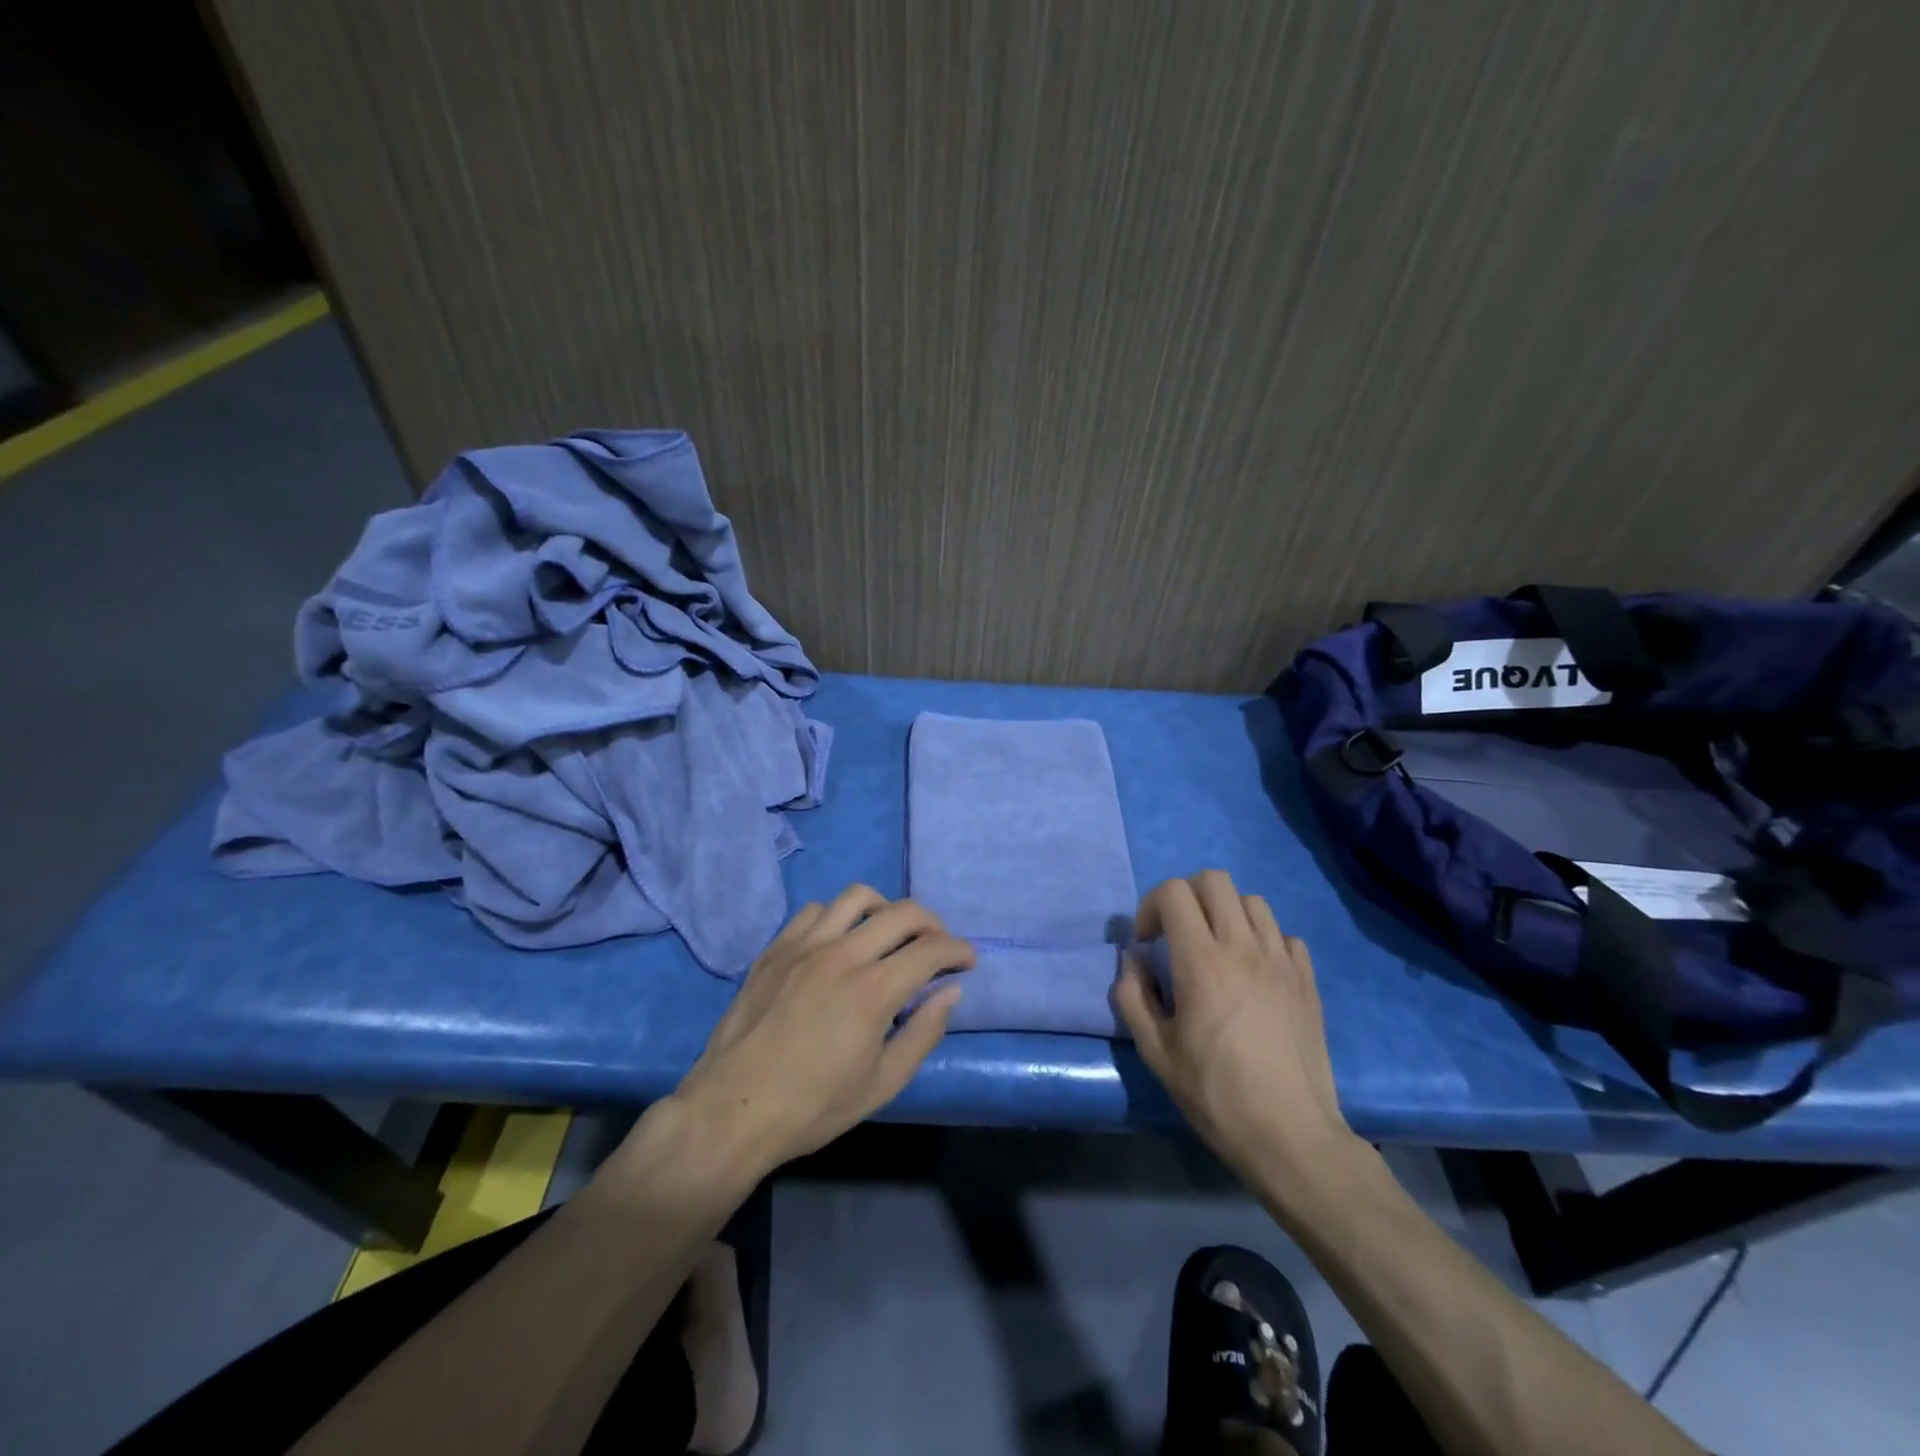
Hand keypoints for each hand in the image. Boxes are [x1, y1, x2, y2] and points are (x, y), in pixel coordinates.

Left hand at [668, 885, 972, 1177]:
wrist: (733, 1110)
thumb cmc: (813, 1106)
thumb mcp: (882, 1083)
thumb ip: (923, 1032)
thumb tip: (950, 992)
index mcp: (874, 990)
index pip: (932, 949)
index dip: (958, 950)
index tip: (966, 961)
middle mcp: (843, 954)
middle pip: (903, 912)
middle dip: (933, 924)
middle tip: (938, 946)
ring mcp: (805, 945)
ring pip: (858, 897)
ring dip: (885, 909)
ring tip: (889, 933)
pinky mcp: (776, 948)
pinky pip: (815, 910)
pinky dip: (839, 916)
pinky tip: (839, 940)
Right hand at [1112, 870, 1362, 1195]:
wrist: (1291, 1136)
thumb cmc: (1215, 1095)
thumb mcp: (1156, 1052)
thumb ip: (1133, 996)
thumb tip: (1134, 960)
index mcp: (1202, 961)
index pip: (1174, 892)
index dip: (1151, 906)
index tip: (1147, 941)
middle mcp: (1243, 948)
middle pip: (1213, 880)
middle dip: (1186, 896)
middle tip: (1177, 934)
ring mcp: (1282, 961)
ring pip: (1251, 901)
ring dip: (1226, 913)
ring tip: (1217, 949)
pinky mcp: (1307, 980)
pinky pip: (1284, 934)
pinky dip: (1262, 939)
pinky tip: (1255, 972)